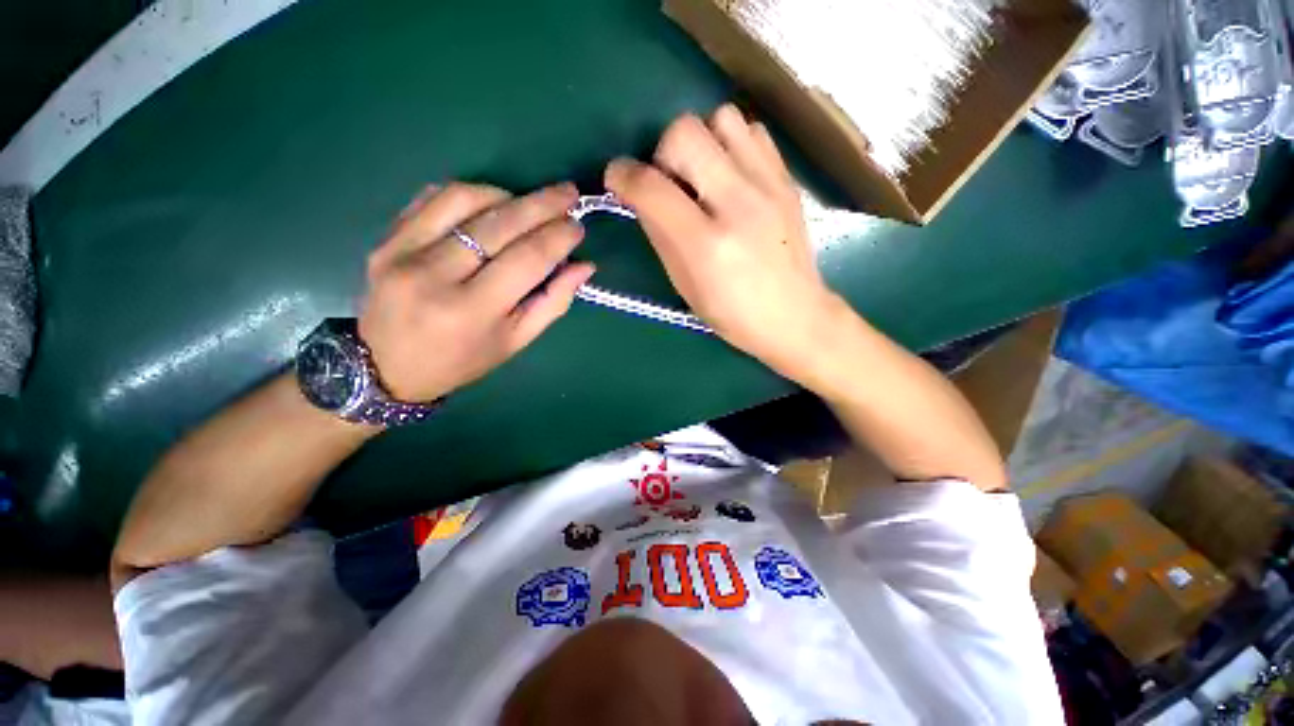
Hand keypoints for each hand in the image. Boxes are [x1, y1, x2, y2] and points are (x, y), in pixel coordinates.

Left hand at [359, 182, 593, 401]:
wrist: (388, 366)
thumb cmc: (462, 360)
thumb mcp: (516, 341)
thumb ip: (553, 302)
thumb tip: (584, 266)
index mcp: (472, 311)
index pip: (527, 259)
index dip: (558, 237)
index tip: (578, 225)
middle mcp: (435, 275)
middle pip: (499, 224)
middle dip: (542, 204)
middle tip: (569, 194)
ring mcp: (403, 251)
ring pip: (464, 200)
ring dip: (507, 195)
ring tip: (530, 203)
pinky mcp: (386, 238)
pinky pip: (432, 198)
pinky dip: (470, 193)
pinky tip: (491, 203)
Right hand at [605, 105, 844, 383]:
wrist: (795, 316)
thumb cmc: (732, 313)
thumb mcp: (684, 283)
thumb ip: (660, 234)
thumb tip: (641, 195)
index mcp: (705, 244)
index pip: (651, 187)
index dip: (622, 175)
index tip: (617, 179)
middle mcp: (737, 205)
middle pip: (684, 133)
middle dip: (663, 153)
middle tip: (671, 183)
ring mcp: (768, 186)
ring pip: (721, 118)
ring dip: (701, 141)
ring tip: (704, 176)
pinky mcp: (787, 180)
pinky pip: (753, 131)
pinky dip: (732, 143)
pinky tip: (732, 176)